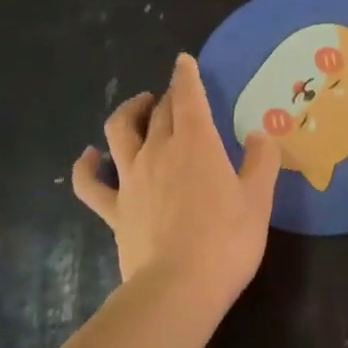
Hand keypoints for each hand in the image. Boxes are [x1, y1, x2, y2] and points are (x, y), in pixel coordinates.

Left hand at [73, 54, 279, 305]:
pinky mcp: (114, 210)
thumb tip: (259, 136)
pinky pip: (90, 182)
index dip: (186, 76)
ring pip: (120, 132)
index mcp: (196, 143)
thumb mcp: (258, 200)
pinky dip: (86, 165)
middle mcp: (158, 151)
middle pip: (159, 112)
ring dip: (128, 113)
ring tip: (139, 108)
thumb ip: (261, 162)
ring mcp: (131, 180)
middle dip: (168, 98)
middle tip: (177, 97)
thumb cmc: (227, 241)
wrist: (179, 287)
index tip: (183, 61)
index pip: (188, 97)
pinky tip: (89, 156)